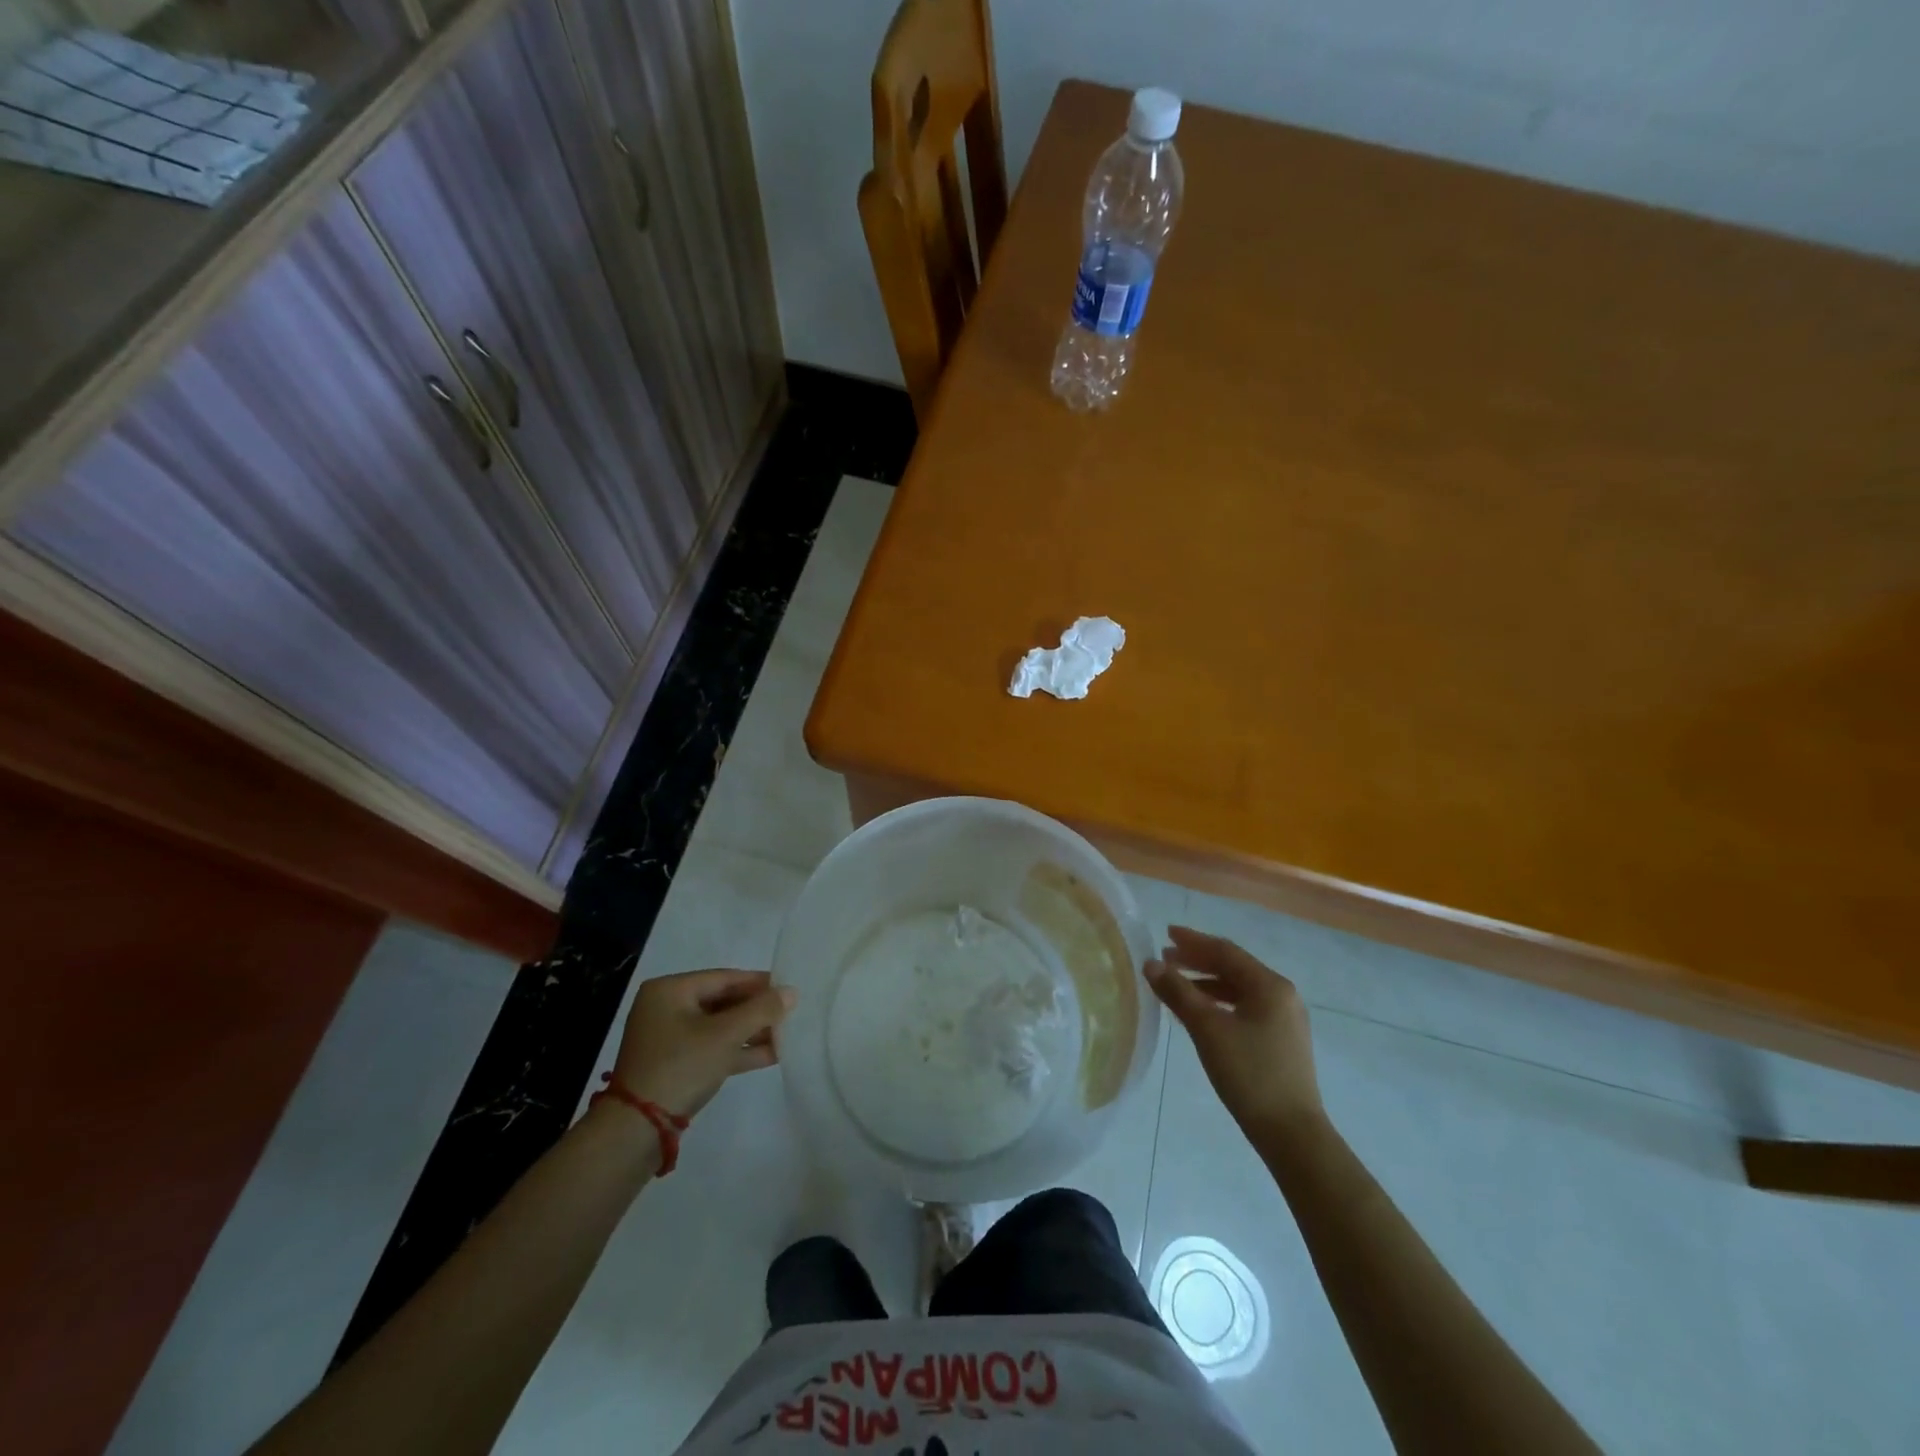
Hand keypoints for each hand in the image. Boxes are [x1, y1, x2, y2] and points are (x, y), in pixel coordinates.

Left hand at [611, 969, 794, 1119]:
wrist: (637, 1131)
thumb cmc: (681, 1066)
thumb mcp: (725, 1035)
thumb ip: (761, 1010)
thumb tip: (792, 992)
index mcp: (670, 990)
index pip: (724, 978)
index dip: (759, 983)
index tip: (789, 988)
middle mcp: (667, 1008)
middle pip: (722, 1002)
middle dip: (757, 1010)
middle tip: (790, 1013)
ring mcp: (669, 1039)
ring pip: (719, 1027)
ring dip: (752, 1032)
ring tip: (787, 1035)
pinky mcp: (675, 1065)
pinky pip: (712, 1048)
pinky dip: (738, 1051)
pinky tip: (772, 1054)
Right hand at [1147, 927, 1323, 1136]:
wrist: (1291, 1133)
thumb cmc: (1249, 1074)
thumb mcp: (1207, 1029)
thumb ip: (1178, 992)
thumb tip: (1151, 964)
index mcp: (1269, 985)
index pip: (1225, 952)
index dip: (1193, 941)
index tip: (1166, 934)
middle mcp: (1282, 995)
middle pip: (1233, 967)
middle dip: (1198, 961)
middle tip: (1165, 958)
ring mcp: (1285, 1019)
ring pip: (1239, 989)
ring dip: (1206, 983)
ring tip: (1176, 985)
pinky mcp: (1281, 1041)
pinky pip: (1244, 1008)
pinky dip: (1219, 1003)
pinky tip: (1199, 1013)